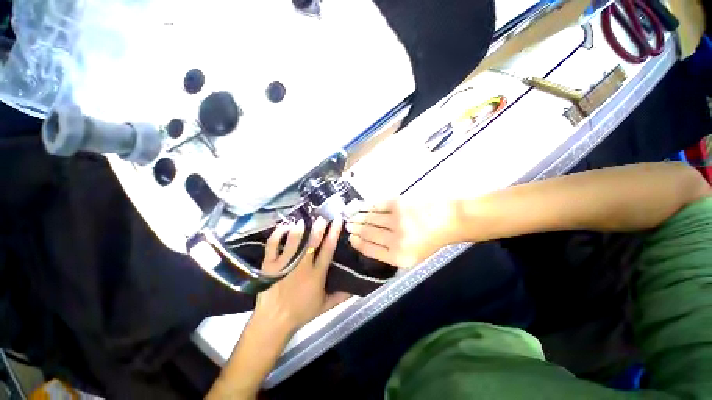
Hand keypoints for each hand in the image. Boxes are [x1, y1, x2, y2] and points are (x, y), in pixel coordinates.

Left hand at [254, 218, 350, 333]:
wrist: (273, 322)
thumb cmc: (301, 312)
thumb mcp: (324, 306)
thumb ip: (341, 296)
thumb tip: (357, 288)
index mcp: (316, 274)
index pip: (327, 249)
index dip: (333, 233)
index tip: (337, 221)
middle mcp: (302, 265)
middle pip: (312, 241)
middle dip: (318, 226)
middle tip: (322, 215)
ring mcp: (284, 263)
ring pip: (293, 239)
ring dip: (301, 227)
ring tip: (306, 218)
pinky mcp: (269, 264)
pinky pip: (273, 244)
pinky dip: (279, 233)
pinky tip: (285, 226)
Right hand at [345, 199, 458, 267]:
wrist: (451, 220)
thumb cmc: (433, 239)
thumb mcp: (413, 255)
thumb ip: (391, 252)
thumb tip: (370, 243)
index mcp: (399, 257)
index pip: (370, 249)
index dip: (357, 243)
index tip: (350, 238)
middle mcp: (395, 240)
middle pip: (368, 233)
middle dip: (355, 229)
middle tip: (348, 225)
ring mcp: (396, 220)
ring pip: (370, 219)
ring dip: (359, 217)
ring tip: (351, 216)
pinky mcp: (398, 204)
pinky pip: (377, 206)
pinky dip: (367, 206)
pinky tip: (361, 207)